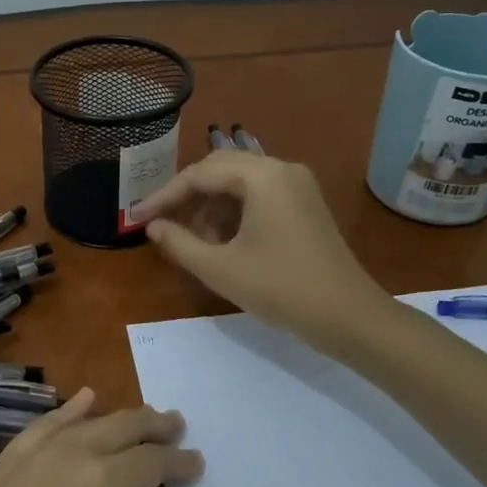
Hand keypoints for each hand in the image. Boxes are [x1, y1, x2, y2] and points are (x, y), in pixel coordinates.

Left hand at [0, 389, 258, 486]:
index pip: (153, 463)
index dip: (179, 462)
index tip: (197, 464)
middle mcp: (70, 456)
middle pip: (122, 428)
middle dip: (154, 427)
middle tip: (177, 426)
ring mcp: (28, 455)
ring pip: (85, 420)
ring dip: (117, 417)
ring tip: (140, 416)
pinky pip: (44, 423)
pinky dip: (68, 410)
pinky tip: (77, 402)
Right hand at [135, 150, 382, 352]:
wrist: (350, 318)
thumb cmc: (281, 289)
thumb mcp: (221, 268)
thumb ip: (179, 243)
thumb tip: (152, 226)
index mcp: (262, 176)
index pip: (200, 174)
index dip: (164, 196)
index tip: (136, 218)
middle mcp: (281, 168)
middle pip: (219, 170)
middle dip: (186, 197)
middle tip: (159, 223)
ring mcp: (297, 185)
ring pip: (238, 183)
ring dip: (210, 207)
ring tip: (191, 240)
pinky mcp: (304, 204)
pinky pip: (258, 196)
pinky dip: (233, 213)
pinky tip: (220, 241)